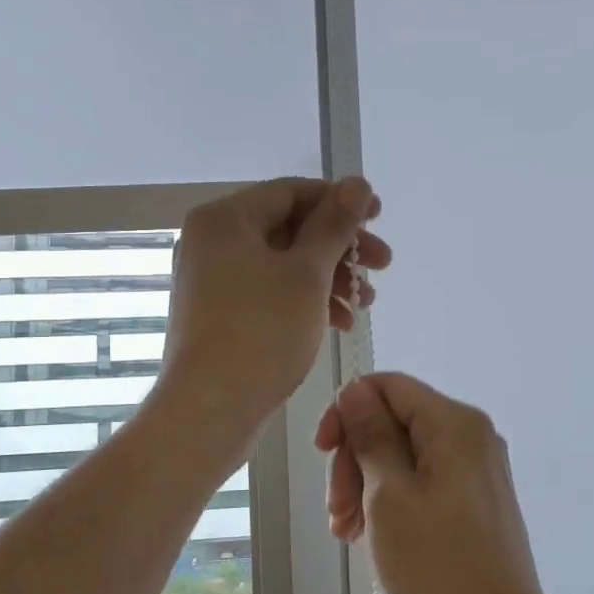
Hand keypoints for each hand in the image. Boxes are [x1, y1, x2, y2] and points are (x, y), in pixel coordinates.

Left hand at [161, 178, 390, 434]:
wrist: (210, 410)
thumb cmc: (261, 331)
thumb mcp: (307, 273)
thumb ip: (334, 225)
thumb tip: (357, 183)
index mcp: (224, 219)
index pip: (291, 192)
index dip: (340, 200)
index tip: (380, 217)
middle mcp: (212, 242)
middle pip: (288, 228)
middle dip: (340, 247)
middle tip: (383, 265)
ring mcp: (212, 280)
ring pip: (282, 264)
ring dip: (329, 277)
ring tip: (366, 302)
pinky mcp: (220, 314)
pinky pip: (269, 292)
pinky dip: (305, 300)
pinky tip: (340, 322)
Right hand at [316, 373, 549, 593]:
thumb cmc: (438, 565)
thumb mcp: (389, 495)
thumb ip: (371, 435)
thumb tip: (355, 389)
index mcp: (455, 423)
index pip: (387, 386)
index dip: (347, 411)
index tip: (322, 451)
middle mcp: (471, 436)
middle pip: (394, 422)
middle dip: (355, 459)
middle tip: (336, 511)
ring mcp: (477, 469)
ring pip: (404, 455)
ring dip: (366, 485)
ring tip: (346, 532)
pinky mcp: (475, 500)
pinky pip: (423, 481)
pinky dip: (391, 500)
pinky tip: (370, 535)